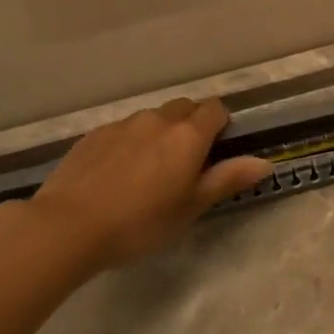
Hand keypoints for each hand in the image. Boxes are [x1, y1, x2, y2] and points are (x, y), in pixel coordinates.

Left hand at [18, 99, 271, 271]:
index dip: (221, 126)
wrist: (68, 226)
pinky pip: (123, 130)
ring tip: (149, 170)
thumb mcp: (191, 207)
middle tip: (186, 163)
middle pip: (184, 108)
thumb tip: (265, 162)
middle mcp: (158, 119)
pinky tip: (118, 174)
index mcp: (188, 135)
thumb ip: (228, 179)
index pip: (216, 110)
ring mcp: (122, 124)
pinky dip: (130, 142)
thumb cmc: (141, 222)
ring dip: (159, 133)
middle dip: (192, 125)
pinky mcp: (94, 135)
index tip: (216, 152)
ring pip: (152, 118)